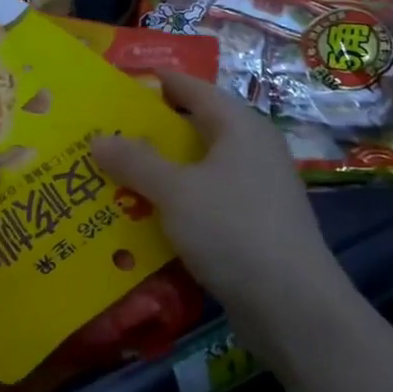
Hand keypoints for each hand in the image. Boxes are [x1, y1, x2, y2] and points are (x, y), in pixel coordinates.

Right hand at [92, 71, 349, 315]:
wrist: (294, 308)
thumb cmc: (233, 230)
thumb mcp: (174, 191)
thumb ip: (135, 161)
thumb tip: (98, 138)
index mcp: (239, 126)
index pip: (192, 88)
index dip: (156, 83)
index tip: (115, 85)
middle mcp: (252, 150)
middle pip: (194, 127)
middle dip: (149, 131)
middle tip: (103, 134)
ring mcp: (256, 189)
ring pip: (198, 167)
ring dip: (160, 170)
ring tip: (113, 174)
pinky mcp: (254, 225)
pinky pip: (206, 199)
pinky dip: (176, 201)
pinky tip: (144, 216)